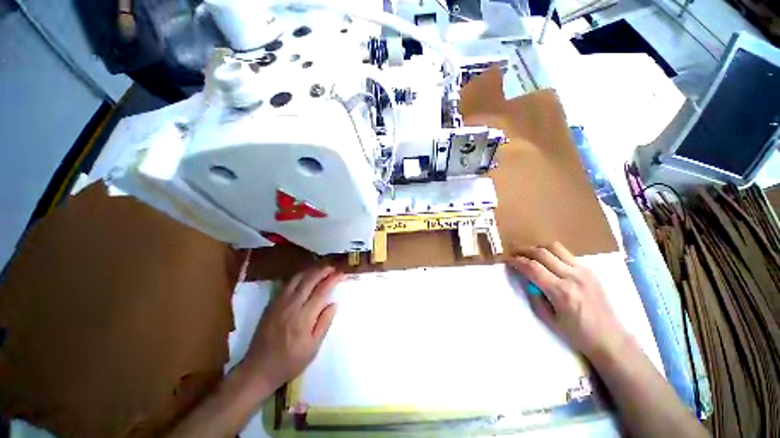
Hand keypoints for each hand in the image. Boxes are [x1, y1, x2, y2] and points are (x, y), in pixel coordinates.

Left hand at [240, 266, 342, 390]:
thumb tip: (334, 304)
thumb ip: (324, 323)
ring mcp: (279, 303)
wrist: (258, 369)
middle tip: (333, 267)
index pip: (322, 291)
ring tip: (321, 269)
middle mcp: (291, 305)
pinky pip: (286, 284)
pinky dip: (298, 276)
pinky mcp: (271, 304)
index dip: (333, 279)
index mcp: (304, 317)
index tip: (342, 274)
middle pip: (309, 280)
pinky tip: (304, 277)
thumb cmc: (290, 361)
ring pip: (297, 278)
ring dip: (311, 270)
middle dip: (323, 270)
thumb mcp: (313, 348)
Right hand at [507, 242, 628, 361]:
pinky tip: (546, 260)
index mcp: (561, 292)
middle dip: (523, 250)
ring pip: (555, 248)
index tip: (506, 260)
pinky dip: (551, 253)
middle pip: (542, 253)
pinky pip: (566, 254)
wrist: (610, 338)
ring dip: (537, 248)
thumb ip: (535, 296)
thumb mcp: (548, 319)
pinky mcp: (590, 270)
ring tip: (528, 253)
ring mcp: (583, 271)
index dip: (516, 261)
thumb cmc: (577, 334)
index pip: (532, 268)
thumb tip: (526, 279)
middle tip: (512, 252)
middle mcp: (573, 277)